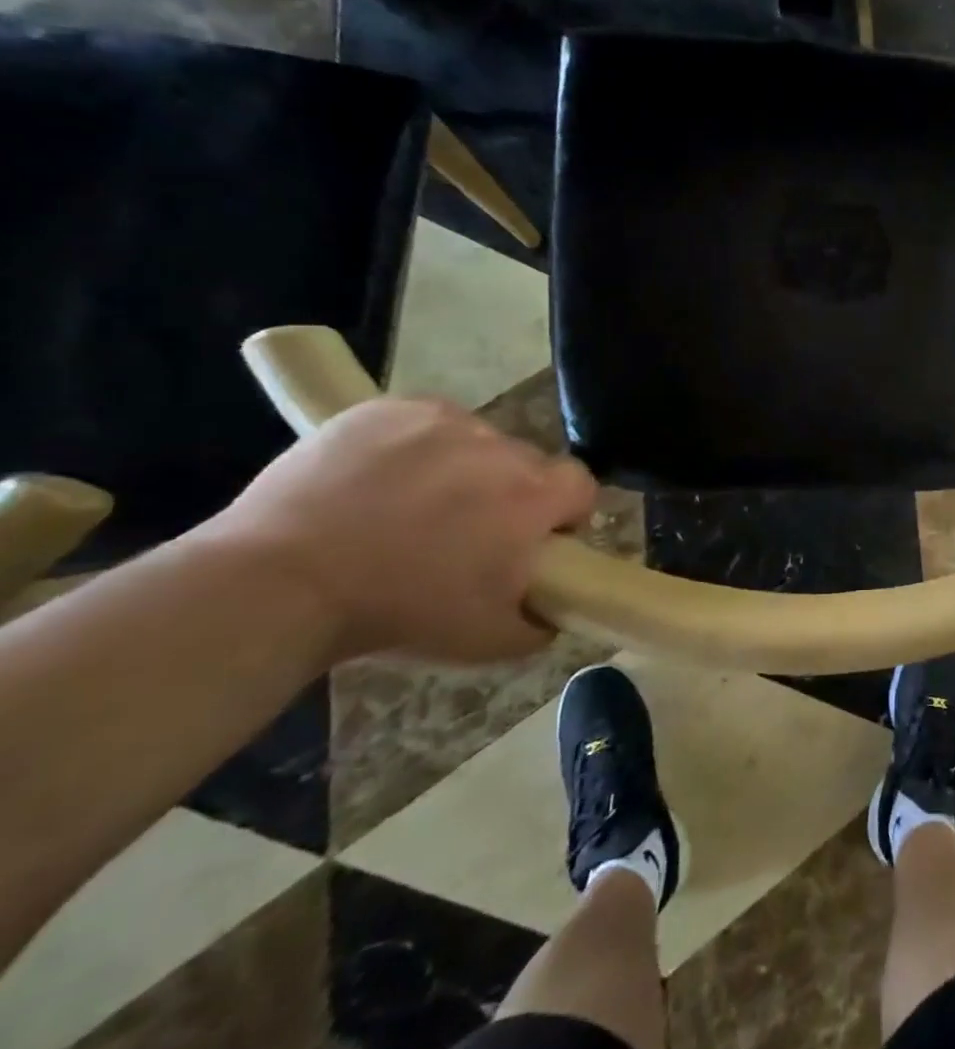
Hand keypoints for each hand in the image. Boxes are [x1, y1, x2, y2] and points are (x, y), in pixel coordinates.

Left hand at [198, 398, 596, 663]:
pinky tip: (379, 480)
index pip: (581, 485)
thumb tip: (556, 606)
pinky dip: (416, 446)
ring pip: (476, 442)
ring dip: (463, 468)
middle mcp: (501, 447)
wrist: (279, 584)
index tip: (533, 539)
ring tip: (410, 505)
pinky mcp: (391, 408)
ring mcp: (444, 422)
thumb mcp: (488, 641)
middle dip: (508, 493)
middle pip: (526, 464)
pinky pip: (426, 424)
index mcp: (534, 496)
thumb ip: (542, 622)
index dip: (564, 513)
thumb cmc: (397, 611)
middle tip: (463, 531)